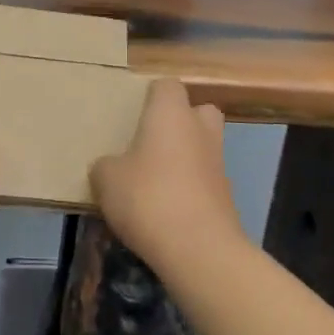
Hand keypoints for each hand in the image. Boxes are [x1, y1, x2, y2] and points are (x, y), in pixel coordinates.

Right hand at [91, 78, 243, 271]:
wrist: (199, 250)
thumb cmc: (148, 197)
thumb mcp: (107, 179)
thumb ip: (106, 165)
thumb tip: (110, 166)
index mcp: (171, 113)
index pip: (167, 85)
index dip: (151, 96)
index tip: (134, 113)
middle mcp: (200, 129)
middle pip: (197, 110)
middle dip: (180, 121)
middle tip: (152, 140)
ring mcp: (218, 163)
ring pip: (203, 146)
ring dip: (185, 157)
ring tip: (154, 179)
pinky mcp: (226, 196)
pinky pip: (205, 180)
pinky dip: (190, 187)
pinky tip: (166, 209)